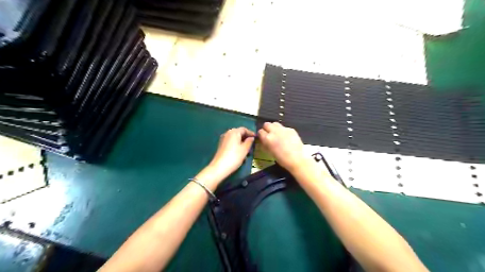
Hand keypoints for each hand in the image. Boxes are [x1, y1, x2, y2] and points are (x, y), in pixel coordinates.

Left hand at [206, 126, 254, 177]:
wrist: (220, 167)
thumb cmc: (234, 156)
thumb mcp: (245, 149)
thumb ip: (249, 142)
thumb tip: (251, 138)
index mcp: (234, 132)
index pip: (244, 129)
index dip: (251, 133)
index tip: (256, 138)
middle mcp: (227, 133)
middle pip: (239, 133)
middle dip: (246, 139)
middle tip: (252, 144)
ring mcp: (223, 139)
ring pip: (235, 139)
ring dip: (242, 143)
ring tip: (247, 151)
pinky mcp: (221, 145)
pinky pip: (231, 143)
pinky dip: (236, 146)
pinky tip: (240, 154)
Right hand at [257, 122, 305, 171]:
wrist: (297, 159)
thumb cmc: (282, 159)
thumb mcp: (269, 152)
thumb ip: (265, 144)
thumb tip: (263, 140)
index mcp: (268, 138)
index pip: (260, 131)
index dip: (261, 135)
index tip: (263, 137)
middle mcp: (274, 131)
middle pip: (267, 124)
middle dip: (267, 128)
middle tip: (269, 134)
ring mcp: (283, 129)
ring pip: (275, 123)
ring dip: (274, 128)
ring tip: (277, 134)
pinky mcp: (291, 129)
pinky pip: (284, 127)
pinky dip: (283, 131)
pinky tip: (286, 137)